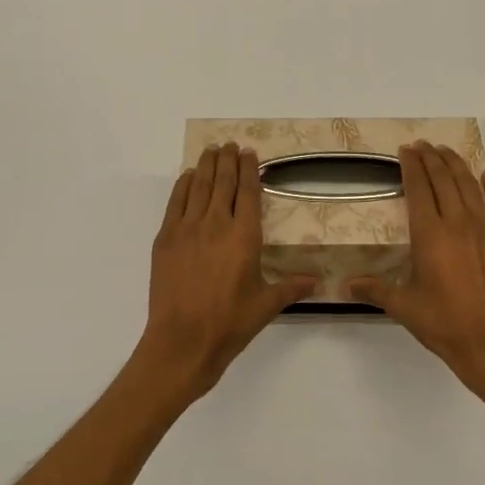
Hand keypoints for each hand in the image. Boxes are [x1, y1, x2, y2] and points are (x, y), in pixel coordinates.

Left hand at [134, 143, 315, 405]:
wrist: (183, 341)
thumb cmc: (229, 323)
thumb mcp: (266, 305)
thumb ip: (291, 288)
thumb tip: (318, 282)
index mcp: (244, 237)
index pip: (247, 192)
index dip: (249, 169)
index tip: (249, 152)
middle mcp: (216, 224)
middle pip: (222, 182)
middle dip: (227, 160)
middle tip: (230, 144)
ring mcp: (187, 229)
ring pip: (198, 187)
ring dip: (206, 166)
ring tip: (211, 150)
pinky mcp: (166, 239)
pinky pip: (175, 203)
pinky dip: (183, 185)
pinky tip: (188, 176)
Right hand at [352, 142, 484, 402]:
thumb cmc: (444, 324)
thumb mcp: (403, 307)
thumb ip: (375, 290)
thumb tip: (347, 284)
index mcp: (430, 235)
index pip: (419, 188)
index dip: (411, 166)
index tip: (406, 151)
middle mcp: (458, 223)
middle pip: (444, 180)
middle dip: (431, 158)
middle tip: (422, 145)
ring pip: (471, 186)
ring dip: (457, 165)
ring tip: (446, 151)